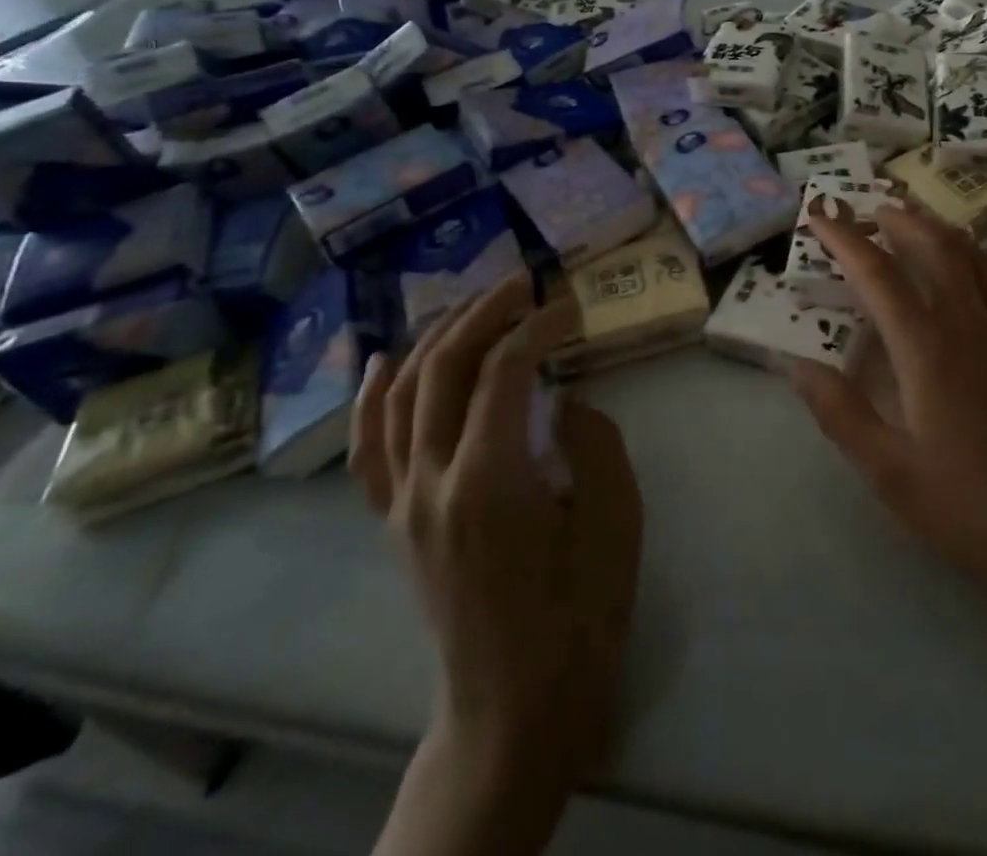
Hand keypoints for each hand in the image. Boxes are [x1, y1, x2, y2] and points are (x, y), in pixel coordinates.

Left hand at [351, 274, 642, 806]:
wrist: (515, 705)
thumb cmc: (578, 614)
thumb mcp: (616, 520)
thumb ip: (594, 442)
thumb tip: (562, 401)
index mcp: (490, 480)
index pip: (504, 371)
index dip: (539, 325)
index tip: (570, 305)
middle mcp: (432, 482)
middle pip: (446, 369)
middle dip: (485, 312)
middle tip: (523, 282)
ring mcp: (403, 503)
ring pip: (404, 396)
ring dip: (438, 338)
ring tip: (475, 304)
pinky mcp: (393, 522)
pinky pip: (370, 448)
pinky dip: (373, 397)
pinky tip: (386, 359)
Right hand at [786, 205, 986, 611]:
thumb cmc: (972, 506)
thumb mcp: (891, 473)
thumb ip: (840, 413)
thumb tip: (795, 363)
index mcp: (927, 349)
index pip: (878, 275)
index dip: (844, 239)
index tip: (819, 214)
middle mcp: (969, 323)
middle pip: (934, 247)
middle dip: (898, 219)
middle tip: (869, 205)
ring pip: (973, 256)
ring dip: (938, 228)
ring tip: (914, 217)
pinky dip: (979, 257)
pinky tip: (973, 265)